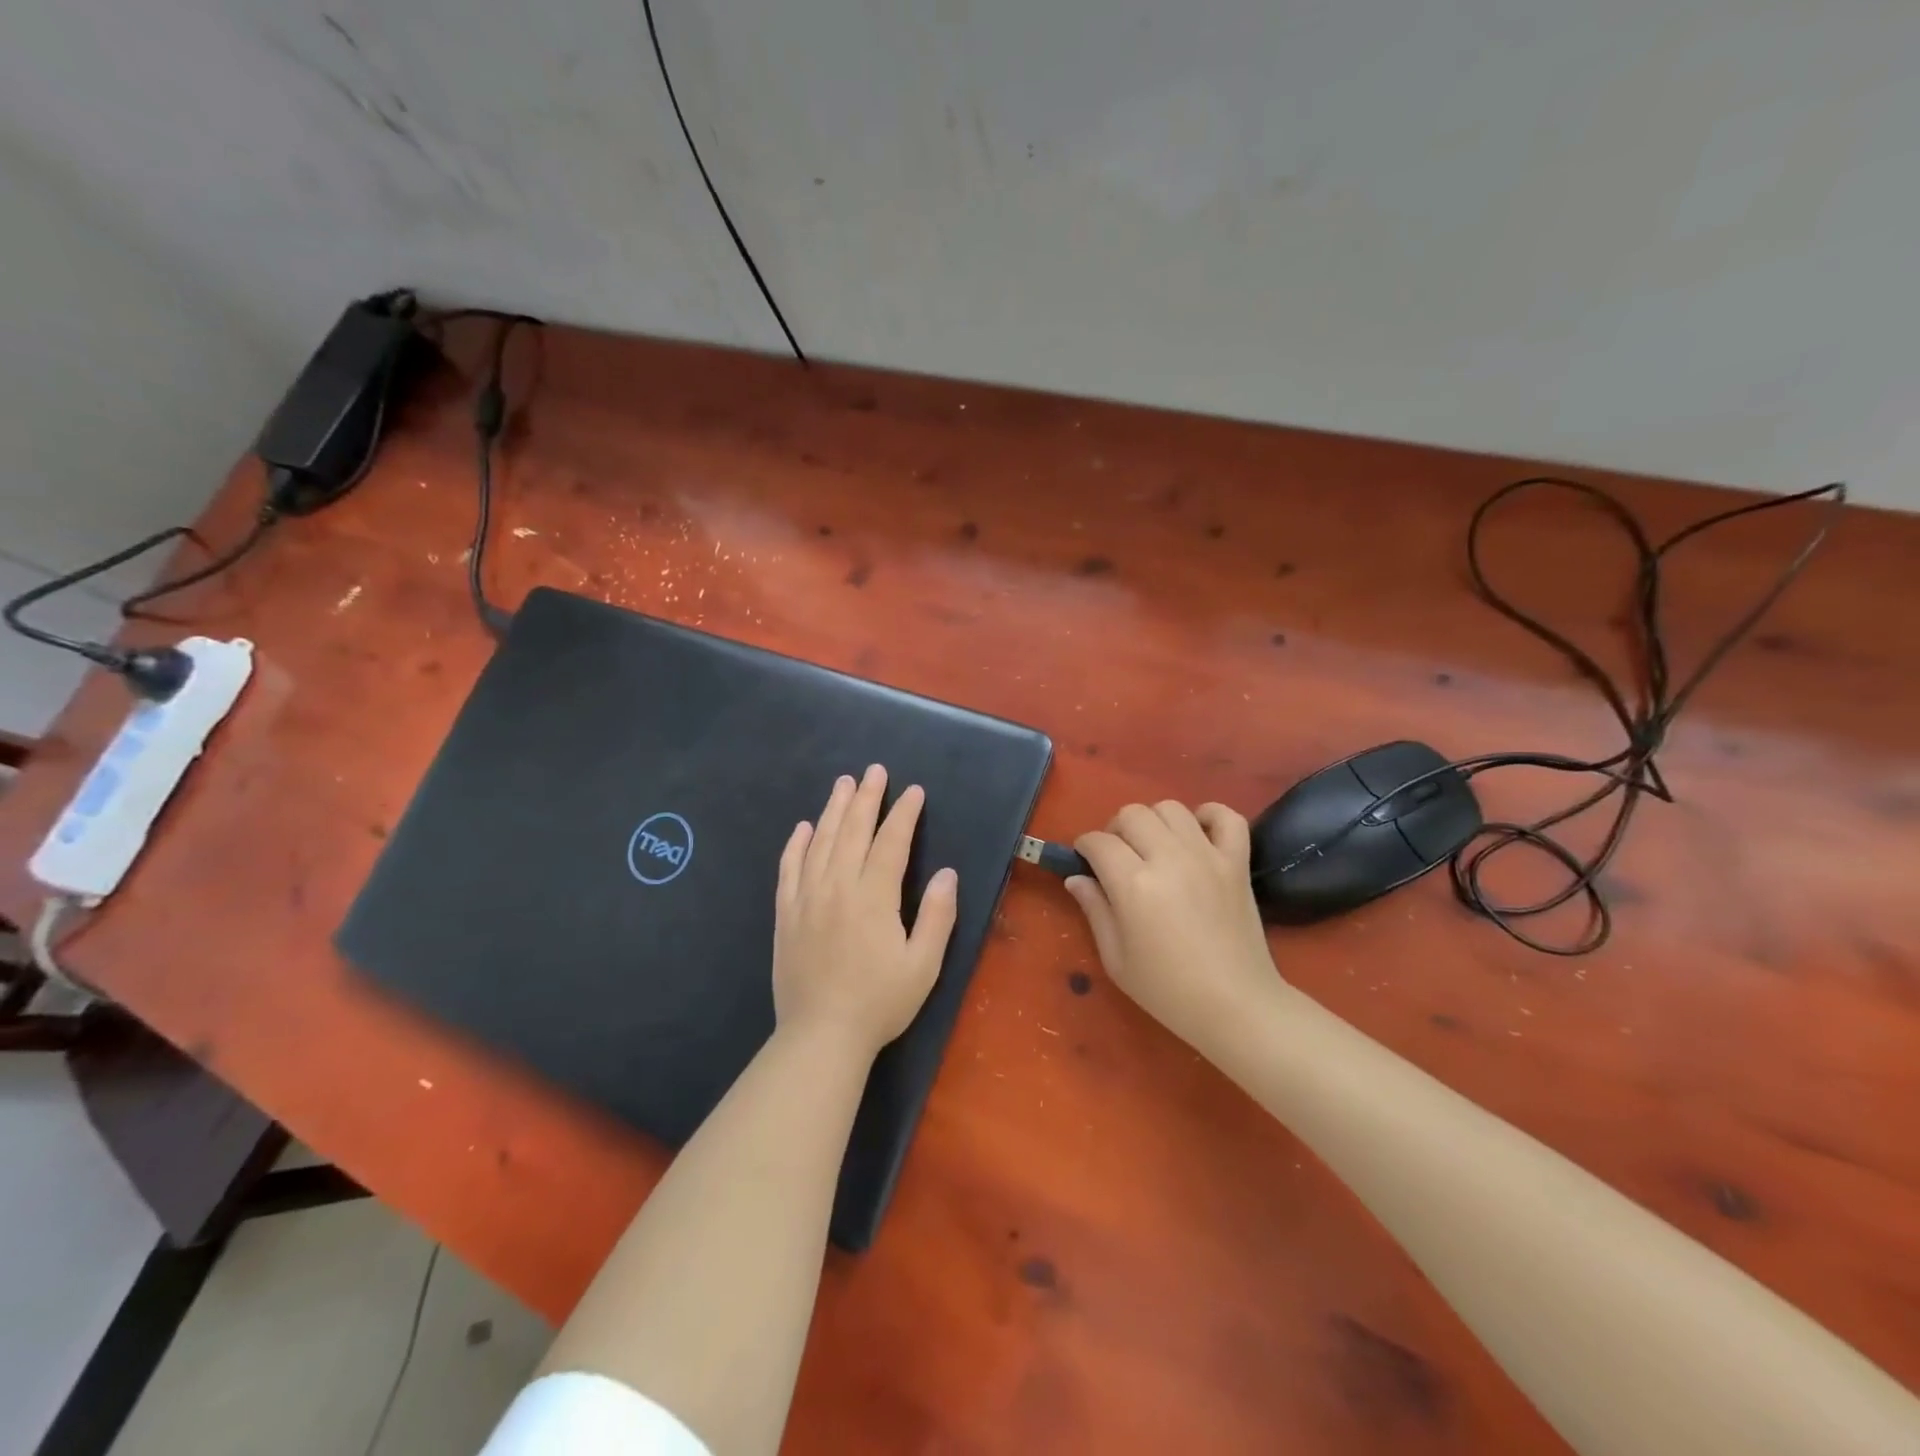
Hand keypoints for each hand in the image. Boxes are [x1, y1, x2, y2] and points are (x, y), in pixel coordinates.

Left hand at [773, 765, 958, 1060]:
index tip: (913, 791)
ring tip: (843, 783)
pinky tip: (803, 827)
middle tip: (874, 771)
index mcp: (874, 897)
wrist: (821, 1036)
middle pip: (853, 831)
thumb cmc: (880, 1002)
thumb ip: (936, 916)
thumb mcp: (923, 965)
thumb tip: (947, 874)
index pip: (891, 843)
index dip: (904, 814)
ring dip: (834, 809)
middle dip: (867, 797)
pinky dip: (796, 844)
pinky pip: (789, 868)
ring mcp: (807, 898)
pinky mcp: (786, 914)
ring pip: (821, 842)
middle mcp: (837, 887)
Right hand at [1065, 801, 1279, 1051]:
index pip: (1098, 842)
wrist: (1236, 1006)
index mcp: (1133, 884)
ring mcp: (1207, 856)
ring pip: (1171, 808)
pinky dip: (1210, 816)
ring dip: (1154, 821)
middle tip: (1118, 857)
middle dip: (1116, 830)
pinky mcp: (1237, 862)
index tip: (1085, 861)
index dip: (1084, 847)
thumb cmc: (1167, 990)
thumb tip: (1076, 878)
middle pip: (1132, 814)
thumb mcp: (1116, 959)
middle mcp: (1169, 858)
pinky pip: (1227, 817)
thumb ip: (1094, 910)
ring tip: (1155, 847)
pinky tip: (1197, 835)